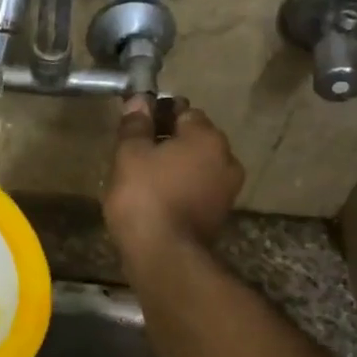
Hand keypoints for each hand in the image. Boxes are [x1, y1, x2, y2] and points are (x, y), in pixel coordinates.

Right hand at [103, 96, 244, 260]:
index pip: (183, 110)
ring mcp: (227, 189)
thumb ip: (135, 125)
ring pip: (197, 165)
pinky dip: (181, 188)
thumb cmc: (144, 197)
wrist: (164, 256)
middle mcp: (226, 158)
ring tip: (144, 178)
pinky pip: (198, 189)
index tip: (137, 125)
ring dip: (175, 166)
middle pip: (194, 139)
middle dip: (169, 140)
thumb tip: (139, 100)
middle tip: (136, 152)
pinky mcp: (219, 215)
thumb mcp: (129, 155)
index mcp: (207, 137)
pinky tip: (157, 199)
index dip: (158, 113)